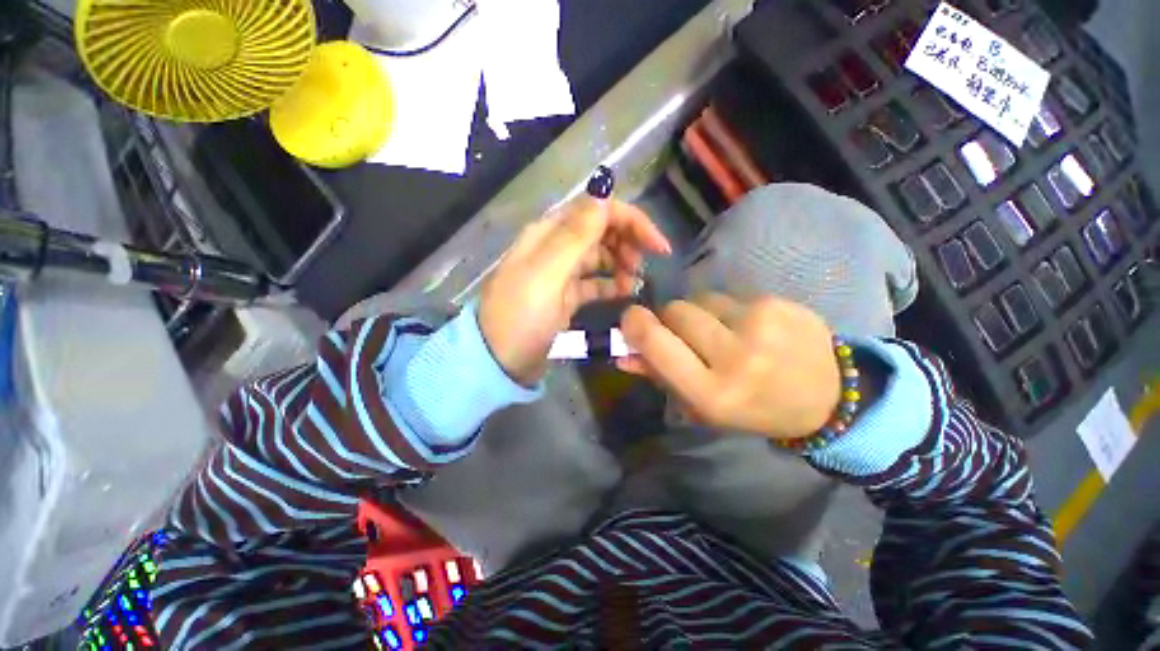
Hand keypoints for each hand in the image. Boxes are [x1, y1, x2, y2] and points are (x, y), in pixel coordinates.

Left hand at [479, 197, 670, 386]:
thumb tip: (603, 195)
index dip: (630, 221)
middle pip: (599, 232)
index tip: (657, 245)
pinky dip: (611, 284)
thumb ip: (575, 235)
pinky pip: (594, 282)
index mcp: (548, 234)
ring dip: (621, 264)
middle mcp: (555, 248)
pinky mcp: (565, 297)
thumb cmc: (522, 316)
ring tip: (636, 283)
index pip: (596, 211)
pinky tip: (626, 293)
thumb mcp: (547, 274)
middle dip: (626, 242)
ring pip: (599, 257)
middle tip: (644, 266)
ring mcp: (560, 274)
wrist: (499, 360)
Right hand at [618, 294, 840, 440]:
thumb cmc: (752, 408)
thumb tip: (622, 355)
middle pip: (676, 311)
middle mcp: (736, 357)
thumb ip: (659, 377)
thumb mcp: (701, 406)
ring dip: (700, 314)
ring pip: (701, 299)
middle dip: (670, 319)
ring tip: (724, 334)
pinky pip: (730, 296)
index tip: (631, 319)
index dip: (635, 325)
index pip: (656, 343)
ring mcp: (761, 325)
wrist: (828, 397)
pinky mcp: (779, 304)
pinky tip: (750, 328)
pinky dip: (728, 310)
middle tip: (686, 334)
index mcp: (712, 392)